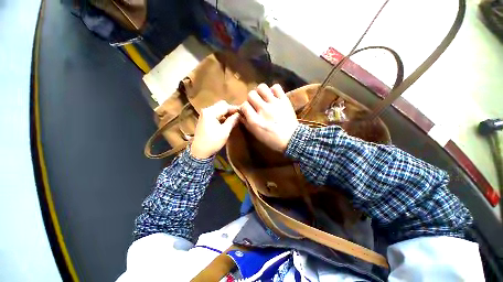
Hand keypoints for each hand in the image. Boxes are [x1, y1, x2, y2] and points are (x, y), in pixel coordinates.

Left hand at [191, 101, 239, 158]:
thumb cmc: (213, 142)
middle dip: (230, 110)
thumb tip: (239, 115)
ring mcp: (204, 115)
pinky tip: (227, 121)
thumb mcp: (225, 132)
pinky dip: (222, 116)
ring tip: (234, 118)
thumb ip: (232, 121)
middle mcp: (206, 111)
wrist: (200, 152)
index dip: (234, 109)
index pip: (225, 106)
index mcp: (210, 112)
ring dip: (226, 113)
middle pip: (221, 106)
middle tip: (238, 115)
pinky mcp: (204, 119)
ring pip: (218, 109)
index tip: (243, 111)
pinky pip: (215, 114)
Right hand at [240, 84, 298, 151]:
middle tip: (256, 104)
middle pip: (251, 94)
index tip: (248, 110)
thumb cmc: (272, 139)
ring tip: (264, 98)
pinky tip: (273, 96)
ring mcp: (274, 103)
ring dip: (260, 92)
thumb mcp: (256, 135)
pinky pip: (276, 87)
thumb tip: (241, 114)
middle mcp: (263, 109)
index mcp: (255, 120)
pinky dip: (273, 90)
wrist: (292, 139)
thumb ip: (247, 124)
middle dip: (251, 99)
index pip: (244, 105)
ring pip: (261, 87)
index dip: (245, 107)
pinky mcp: (284, 100)